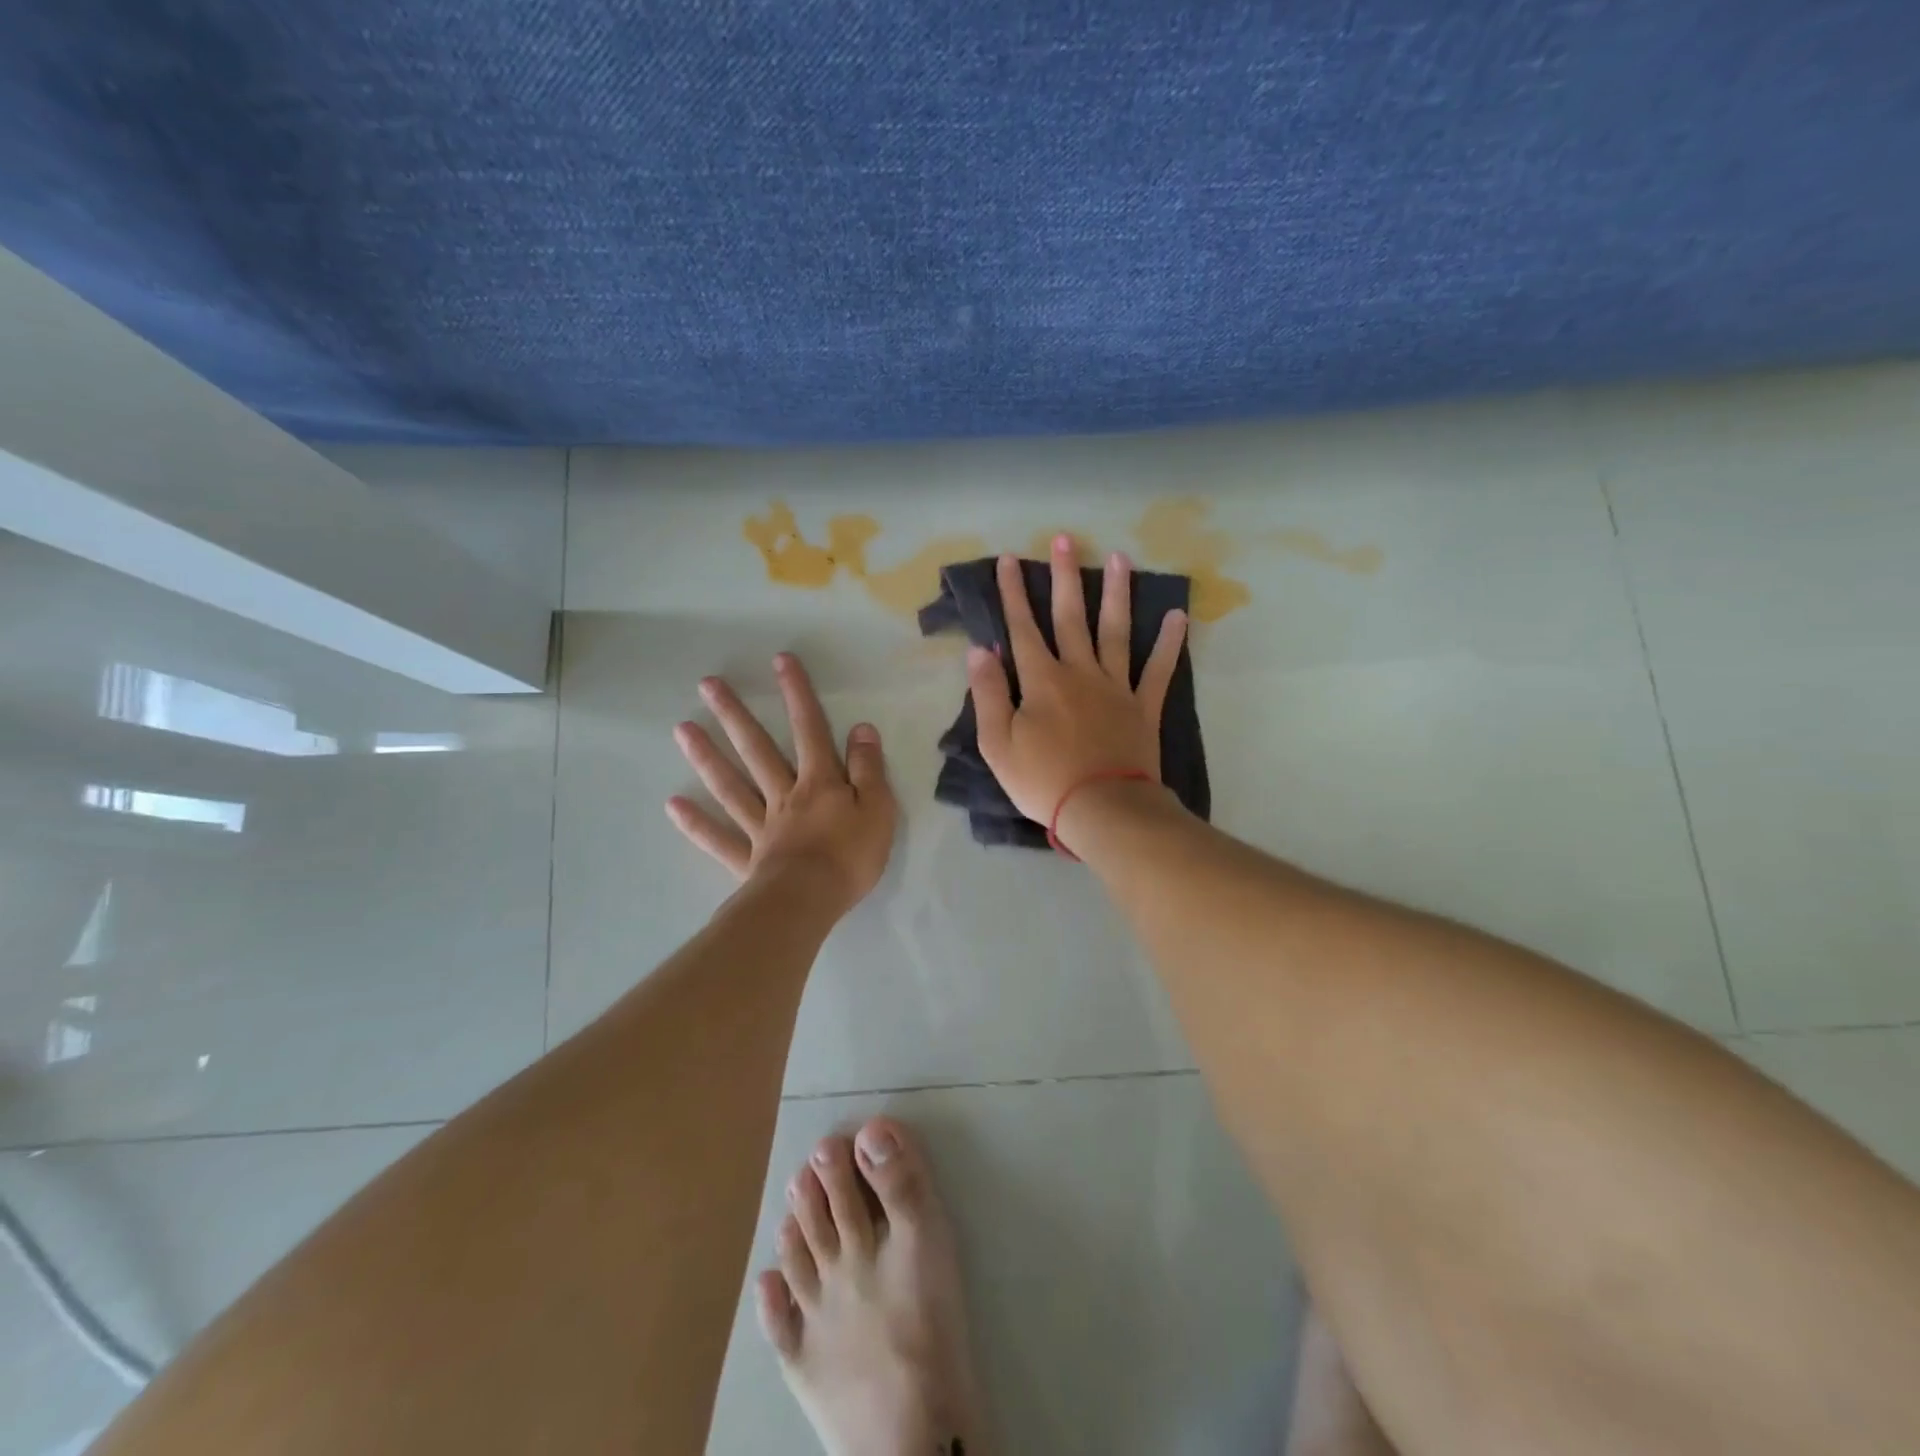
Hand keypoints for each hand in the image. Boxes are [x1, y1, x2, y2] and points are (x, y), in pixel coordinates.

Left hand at [667, 653, 897, 912]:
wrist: (811, 901)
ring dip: (707, 756)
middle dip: (735, 714)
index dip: (798, 694)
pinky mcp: (747, 859)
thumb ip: (868, 769)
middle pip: (757, 749)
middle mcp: (784, 796)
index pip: (810, 729)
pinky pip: (717, 838)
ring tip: (682, 728)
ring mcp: (760, 827)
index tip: (780, 660)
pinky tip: (672, 804)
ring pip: (730, 785)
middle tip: (708, 684)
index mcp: (819, 783)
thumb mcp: (878, 808)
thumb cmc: (850, 856)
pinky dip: (695, 822)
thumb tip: (862, 729)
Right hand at [968, 538, 1187, 829]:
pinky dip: (1169, 643)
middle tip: (1066, 539)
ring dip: (1116, 594)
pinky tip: (1177, 616)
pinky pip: (1159, 670)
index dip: (1014, 593)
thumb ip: (988, 694)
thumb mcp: (997, 744)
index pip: (1023, 628)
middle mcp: (1080, 673)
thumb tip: (981, 650)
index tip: (1010, 560)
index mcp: (1042, 681)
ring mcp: (1116, 687)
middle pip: (1071, 617)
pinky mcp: (1144, 707)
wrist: (1103, 809)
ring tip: (1120, 559)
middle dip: (1065, 577)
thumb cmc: (1043, 781)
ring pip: (1116, 631)